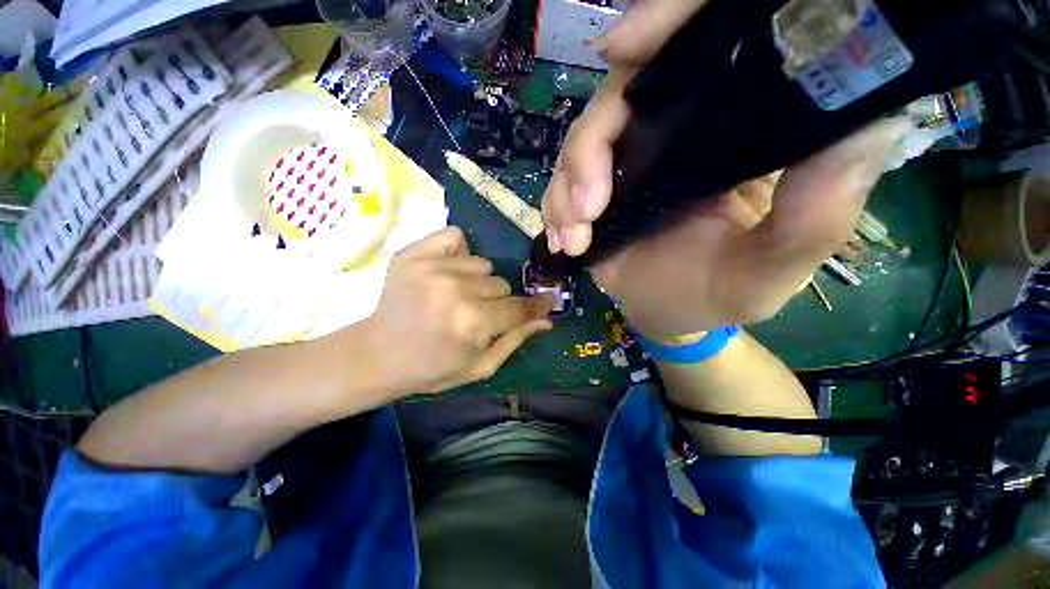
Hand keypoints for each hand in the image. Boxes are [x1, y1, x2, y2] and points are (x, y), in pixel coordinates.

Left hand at [360, 227, 553, 394]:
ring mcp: (433, 267)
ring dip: (477, 282)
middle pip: (502, 285)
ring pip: (483, 265)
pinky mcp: (414, 254)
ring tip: (456, 297)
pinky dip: (458, 252)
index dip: (537, 306)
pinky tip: (447, 272)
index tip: (546, 303)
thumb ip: (515, 339)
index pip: (519, 308)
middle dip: (496, 302)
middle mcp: (456, 290)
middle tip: (476, 315)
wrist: (378, 354)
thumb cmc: (433, 367)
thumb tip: (546, 319)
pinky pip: (455, 237)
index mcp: (473, 323)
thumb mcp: (480, 365)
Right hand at [542, 0, 911, 339]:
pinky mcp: (597, 187)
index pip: (706, 47)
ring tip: (575, 236)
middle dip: (591, 144)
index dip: (665, 25)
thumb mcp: (774, 267)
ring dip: (567, 185)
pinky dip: (555, 206)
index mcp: (736, 127)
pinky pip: (563, 182)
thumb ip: (815, 214)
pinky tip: (564, 241)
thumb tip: (866, 128)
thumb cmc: (722, 293)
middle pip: (623, 93)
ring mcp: (629, 158)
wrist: (670, 311)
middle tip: (588, 207)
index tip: (623, 47)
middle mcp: (679, 128)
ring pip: (583, 139)